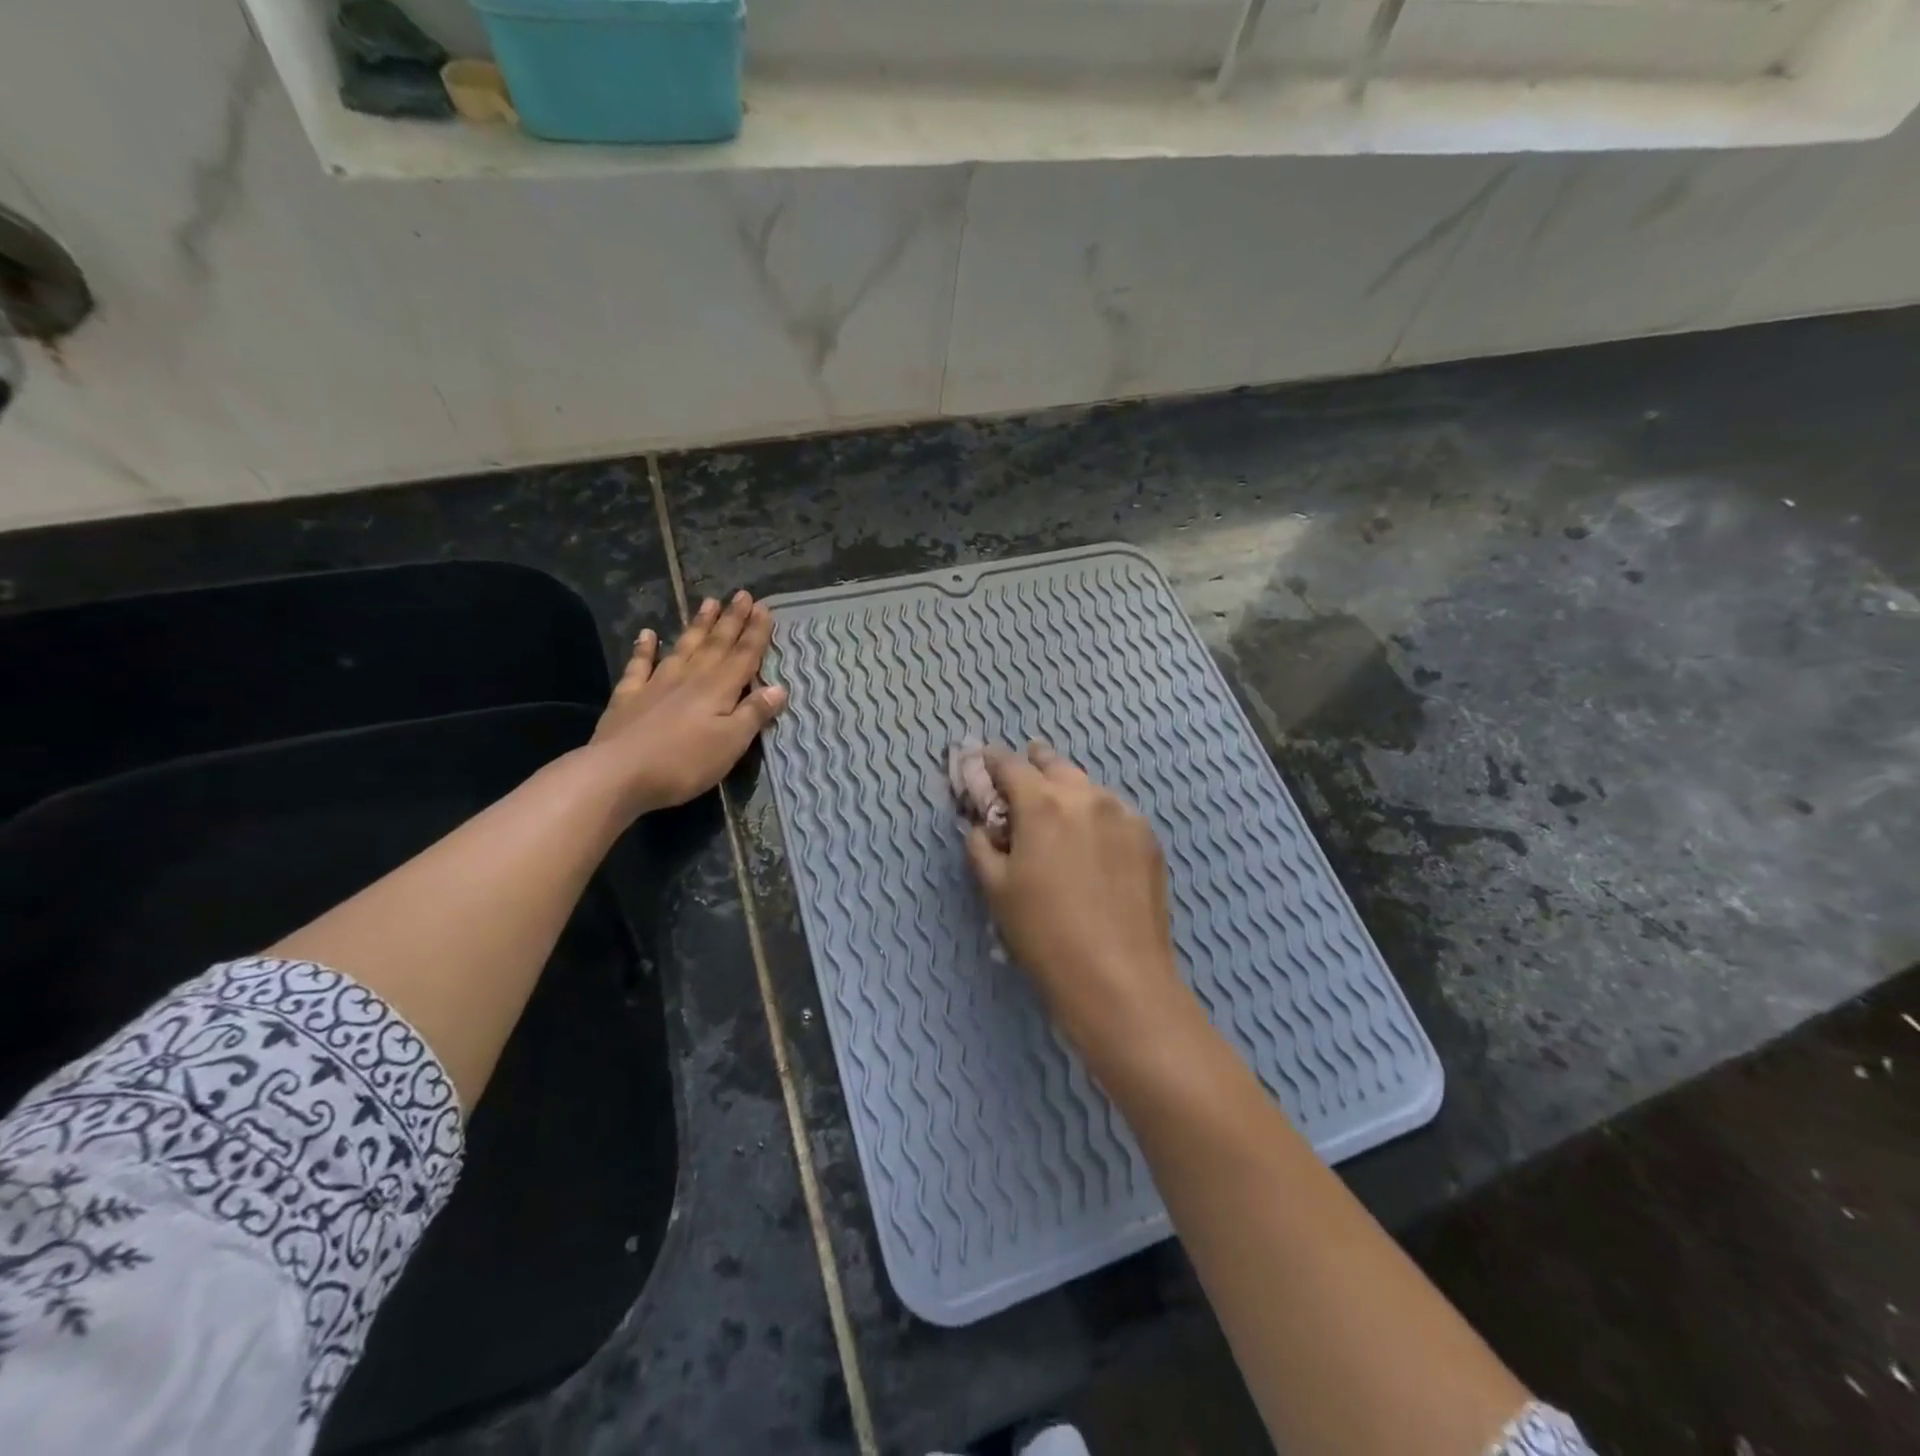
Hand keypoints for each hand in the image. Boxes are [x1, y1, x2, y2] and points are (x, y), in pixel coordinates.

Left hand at [586, 591, 787, 817]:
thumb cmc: (684, 762)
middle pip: (716, 645)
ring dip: (697, 626)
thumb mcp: (731, 743)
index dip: (755, 633)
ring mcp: (656, 685)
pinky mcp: (629, 698)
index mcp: (718, 689)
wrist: (618, 774)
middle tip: (741, 594)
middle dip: (731, 620)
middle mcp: (690, 678)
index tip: (763, 607)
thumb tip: (779, 688)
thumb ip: (754, 713)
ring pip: (683, 648)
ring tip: (708, 602)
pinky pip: (639, 666)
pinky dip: (644, 648)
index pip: (743, 656)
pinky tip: (648, 634)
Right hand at [964, 742, 1192, 1060]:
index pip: (1010, 765)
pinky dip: (1097, 814)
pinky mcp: (1149, 838)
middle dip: (1035, 763)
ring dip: (1068, 789)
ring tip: (1059, 807)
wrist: (1119, 977)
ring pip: (1089, 787)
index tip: (983, 761)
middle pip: (1055, 765)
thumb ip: (982, 846)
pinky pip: (1115, 812)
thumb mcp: (996, 890)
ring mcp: (1124, 815)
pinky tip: (1093, 838)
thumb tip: (983, 826)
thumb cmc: (1044, 934)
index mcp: (1042, 805)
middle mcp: (1086, 797)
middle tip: (1024, 772)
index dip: (991, 761)